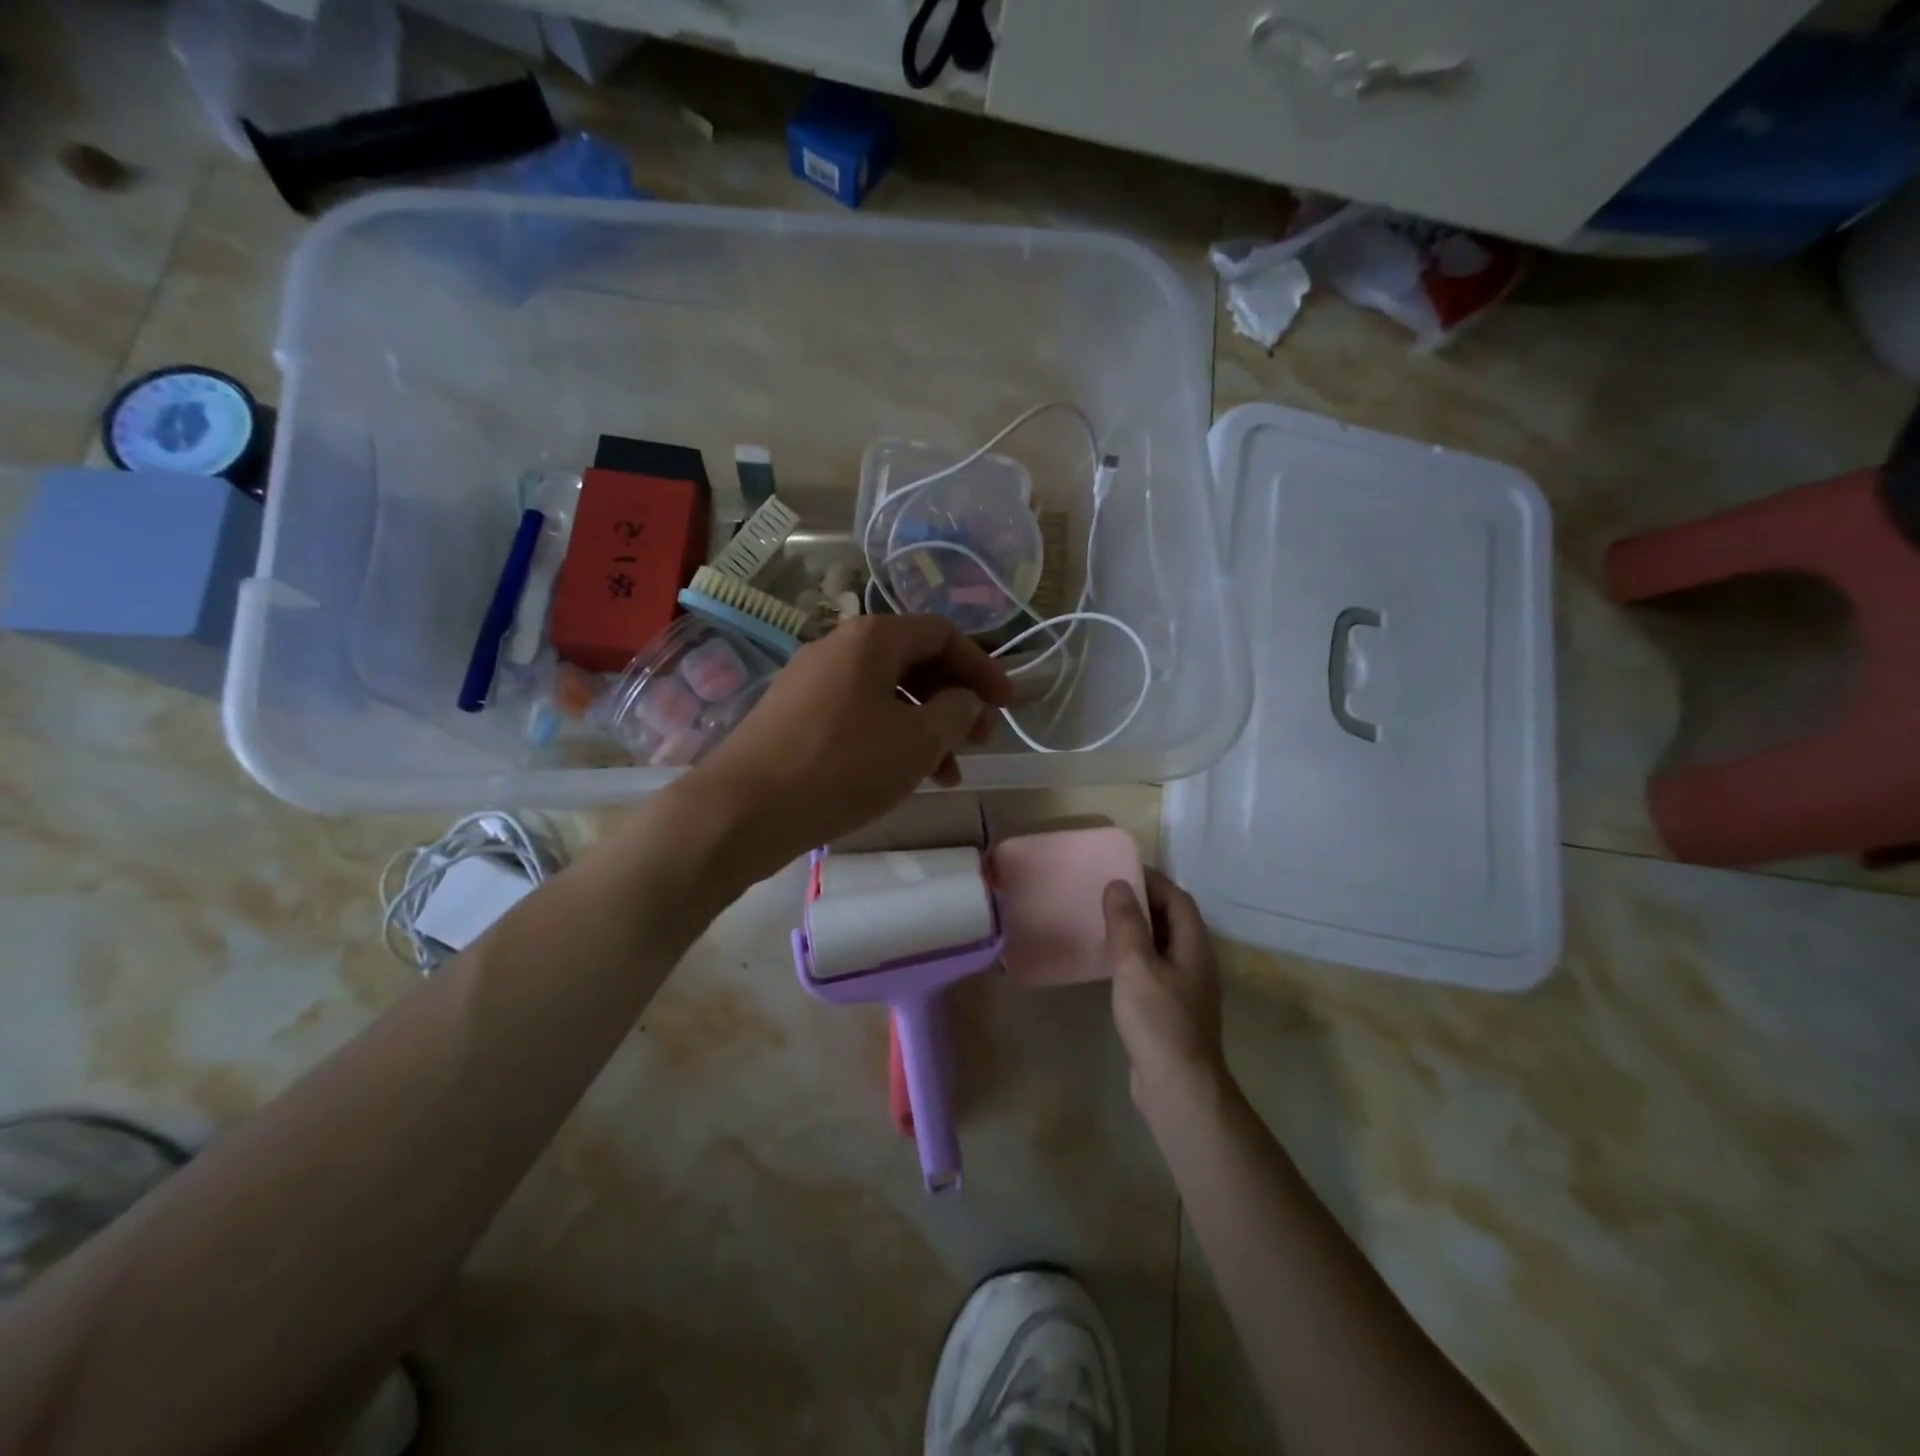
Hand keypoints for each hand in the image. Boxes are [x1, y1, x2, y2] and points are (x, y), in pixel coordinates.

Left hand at [691, 615, 1011, 881]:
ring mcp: (812, 680)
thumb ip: (956, 712)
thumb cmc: (842, 766)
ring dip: (925, 726)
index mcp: (872, 638)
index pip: (943, 634)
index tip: (1007, 704)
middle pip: (914, 662)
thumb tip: (965, 700)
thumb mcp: (917, 741)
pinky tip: (902, 774)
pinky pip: (858, 714)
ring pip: (886, 693)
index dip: (982, 666)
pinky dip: (890, 737)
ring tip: (948, 772)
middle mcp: (839, 647)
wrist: (744, 808)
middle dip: (954, 700)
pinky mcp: (796, 715)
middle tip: (979, 740)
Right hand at [1104, 870, 1225, 1106]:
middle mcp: (1196, 962)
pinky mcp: (1171, 1009)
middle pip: (1172, 920)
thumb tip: (1118, 884)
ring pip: (1162, 945)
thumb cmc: (1158, 1021)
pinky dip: (1134, 956)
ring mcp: (1186, 988)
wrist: (1177, 1087)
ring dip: (1137, 929)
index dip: (1152, 880)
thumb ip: (1127, 924)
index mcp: (1194, 946)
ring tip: (1103, 920)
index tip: (1120, 869)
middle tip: (1106, 892)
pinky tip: (1110, 962)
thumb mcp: (1136, 966)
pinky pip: (1153, 969)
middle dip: (1143, 902)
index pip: (1178, 899)